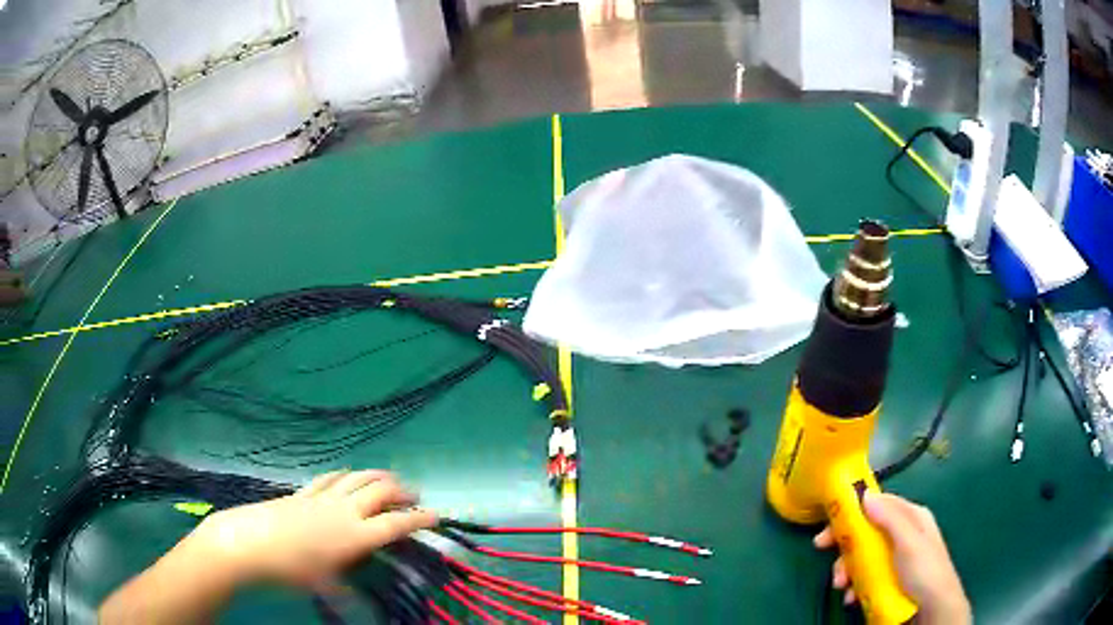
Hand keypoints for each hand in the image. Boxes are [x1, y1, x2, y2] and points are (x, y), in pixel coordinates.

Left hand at [187, 470, 436, 587]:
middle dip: (402, 490)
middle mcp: (345, 511)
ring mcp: (323, 497)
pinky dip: (346, 473)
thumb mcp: (325, 587)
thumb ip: (348, 593)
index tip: (436, 515)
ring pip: (358, 478)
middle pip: (380, 491)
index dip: (420, 518)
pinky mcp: (304, 491)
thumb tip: (361, 604)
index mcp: (356, 536)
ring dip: (378, 476)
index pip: (396, 523)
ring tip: (389, 479)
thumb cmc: (291, 571)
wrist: (250, 543)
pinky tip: (348, 474)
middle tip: (414, 495)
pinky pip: (331, 476)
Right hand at [814, 492, 970, 624]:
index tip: (828, 529)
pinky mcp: (890, 580)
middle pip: (868, 533)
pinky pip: (867, 577)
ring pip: (864, 558)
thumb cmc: (924, 571)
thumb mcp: (909, 542)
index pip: (879, 505)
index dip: (852, 513)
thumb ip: (890, 518)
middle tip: (826, 558)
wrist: (934, 609)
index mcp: (911, 517)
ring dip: (848, 571)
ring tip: (841, 587)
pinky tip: (851, 598)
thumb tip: (866, 494)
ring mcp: (896, 559)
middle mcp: (903, 534)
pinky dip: (855, 586)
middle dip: (846, 549)